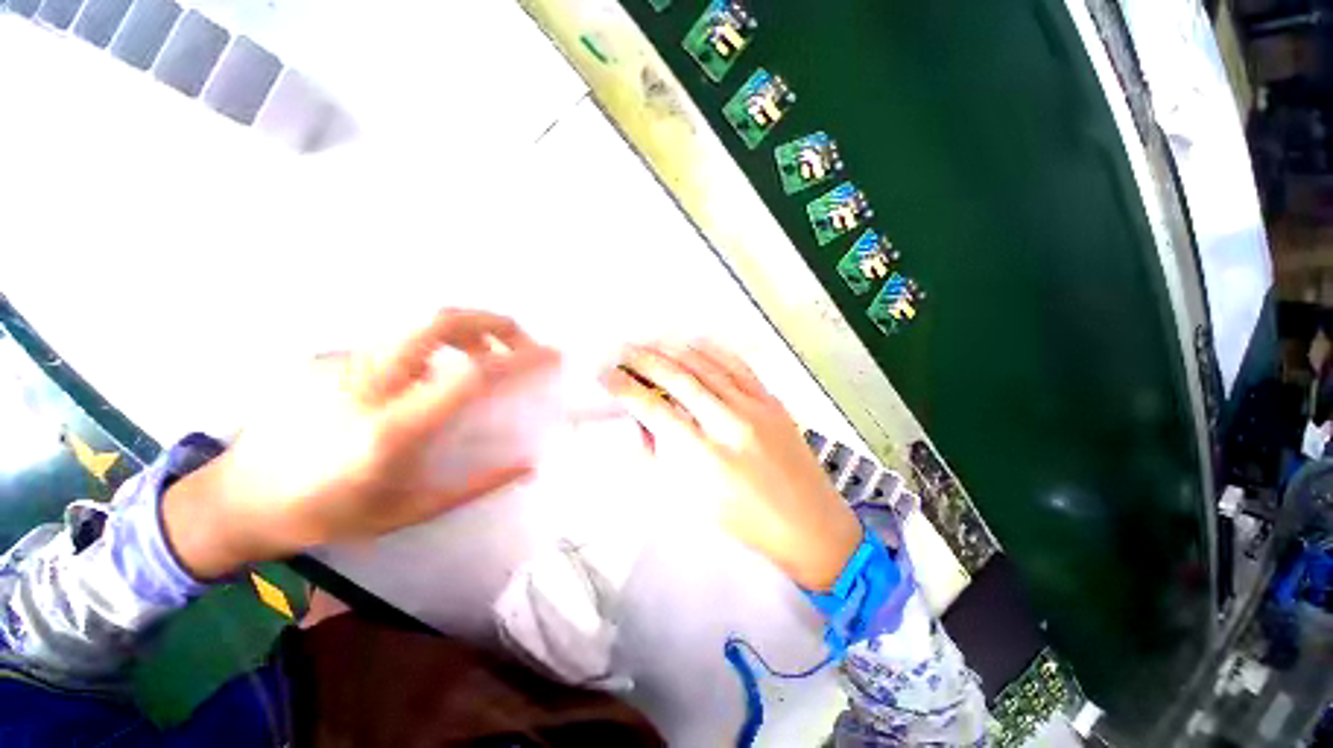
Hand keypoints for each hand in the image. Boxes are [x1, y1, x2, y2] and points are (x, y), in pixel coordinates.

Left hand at [164, 310, 558, 578]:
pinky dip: (431, 352)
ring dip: (466, 335)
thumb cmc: (326, 516)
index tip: (550, 357)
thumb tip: (526, 464)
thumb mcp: (408, 512)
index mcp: (390, 431)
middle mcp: (365, 385)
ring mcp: (339, 364)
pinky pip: (395, 346)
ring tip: (484, 359)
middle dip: (492, 322)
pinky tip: (427, 380)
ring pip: (418, 328)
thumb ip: (474, 485)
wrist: (234, 501)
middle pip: (438, 322)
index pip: (470, 377)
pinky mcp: (325, 358)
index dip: (519, 360)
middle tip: (520, 341)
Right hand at [603, 342, 861, 590]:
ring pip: (707, 365)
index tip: (605, 374)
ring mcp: (756, 407)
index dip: (625, 389)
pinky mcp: (773, 401)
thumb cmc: (746, 521)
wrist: (810, 524)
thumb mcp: (691, 501)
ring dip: (674, 349)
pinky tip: (694, 342)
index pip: (654, 411)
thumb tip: (638, 424)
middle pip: (679, 378)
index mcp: (705, 458)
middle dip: (644, 359)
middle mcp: (730, 424)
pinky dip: (712, 350)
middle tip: (622, 349)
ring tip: (649, 341)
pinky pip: (738, 365)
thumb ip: (658, 459)